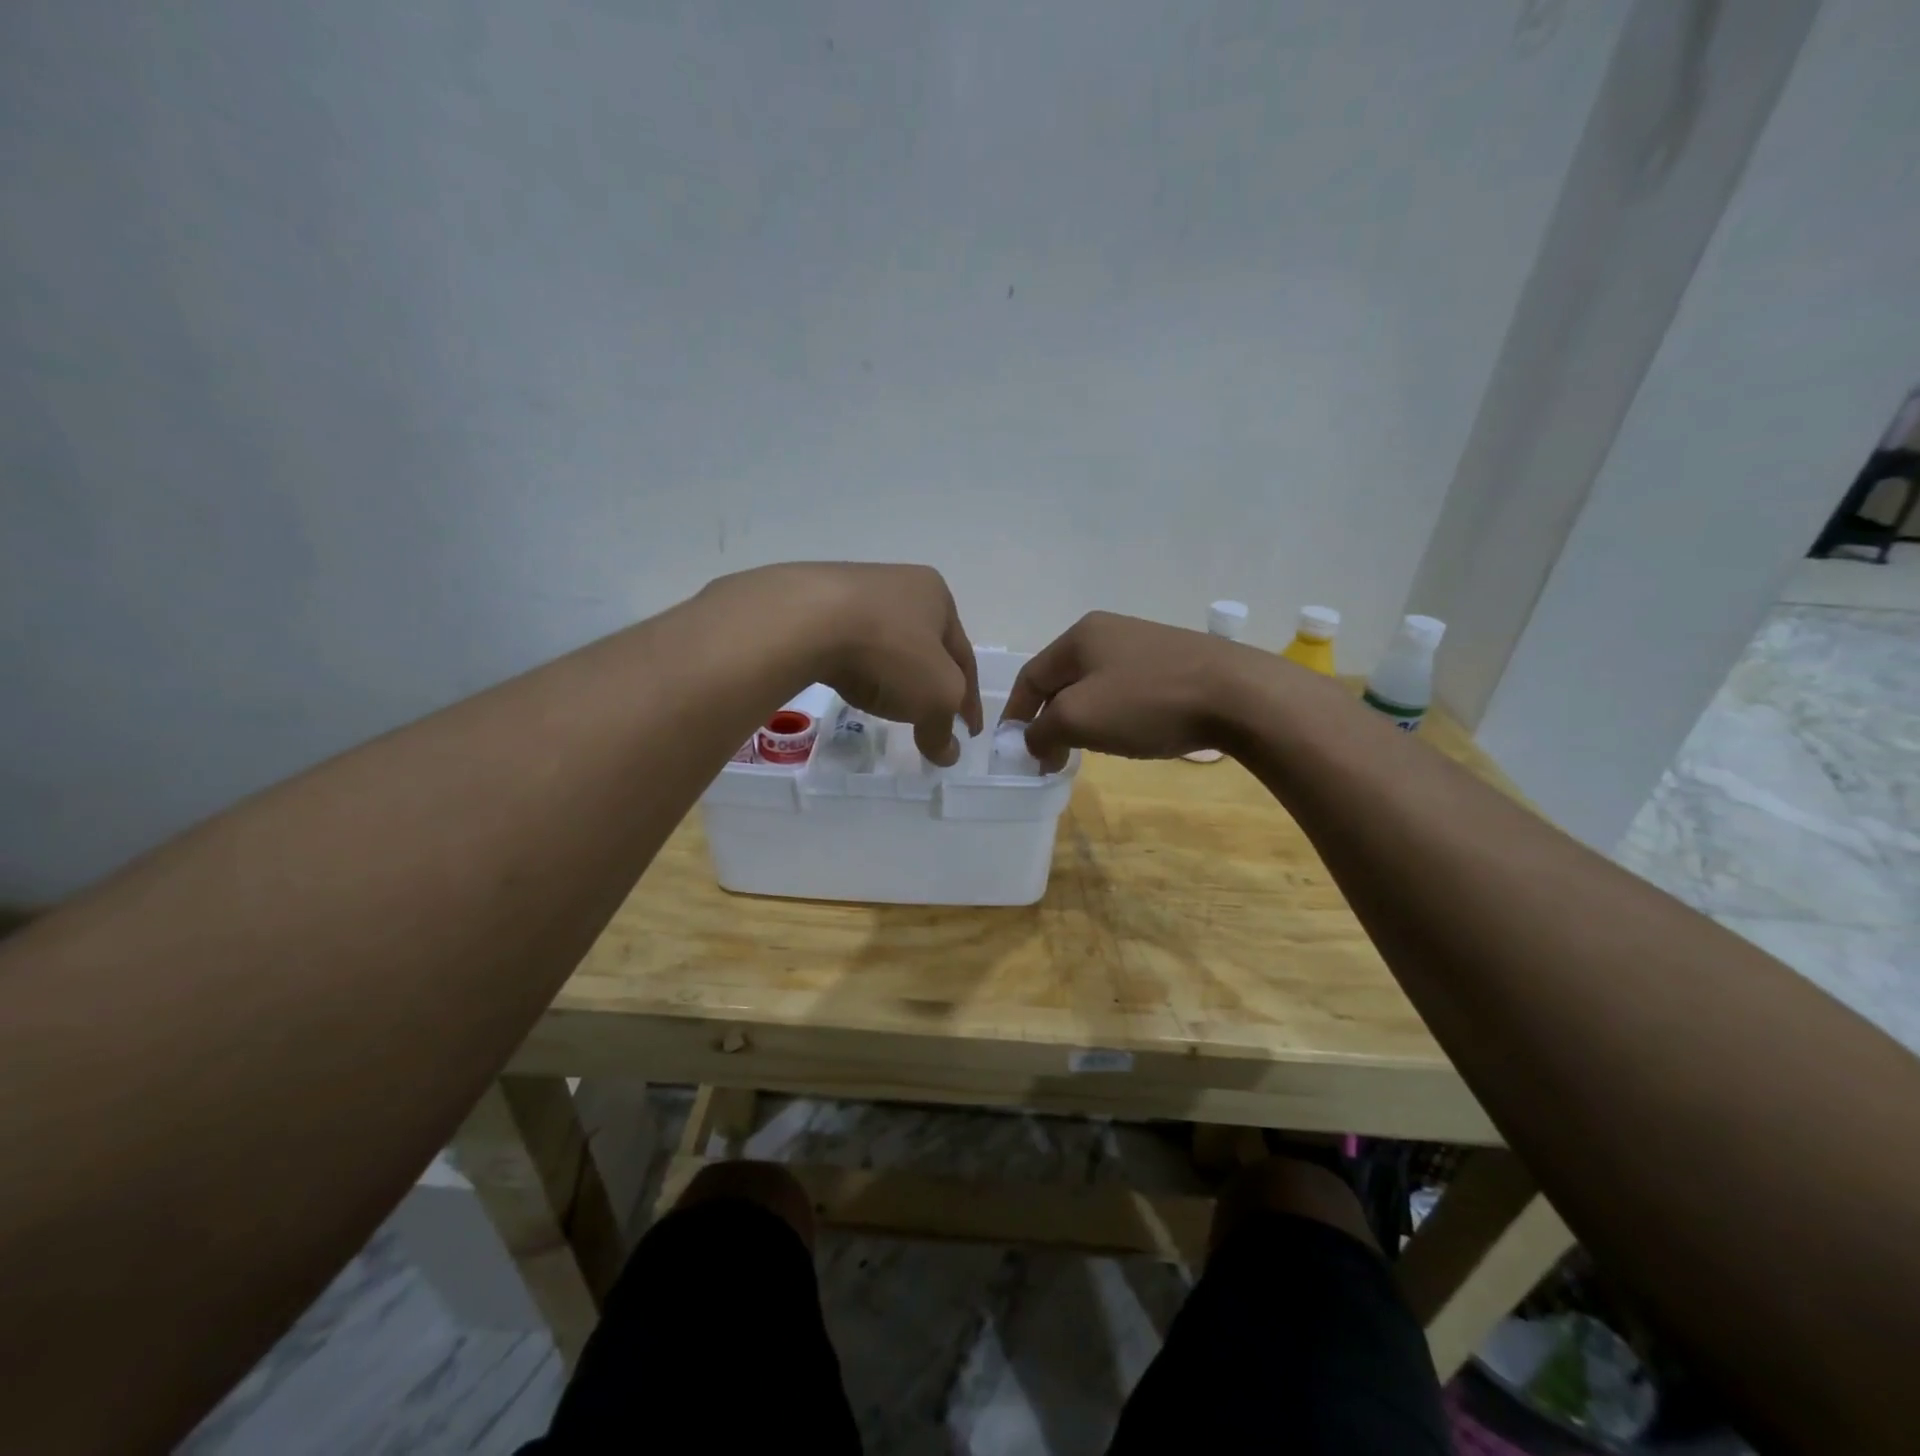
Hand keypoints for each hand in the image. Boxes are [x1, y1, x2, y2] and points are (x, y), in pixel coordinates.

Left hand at [703, 563, 982, 765]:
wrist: (805, 620)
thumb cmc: (889, 652)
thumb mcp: (935, 697)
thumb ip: (943, 728)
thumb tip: (948, 754)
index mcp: (938, 596)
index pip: (964, 658)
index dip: (969, 700)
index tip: (969, 732)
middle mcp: (900, 582)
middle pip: (925, 646)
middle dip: (931, 681)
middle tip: (930, 715)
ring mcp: (854, 588)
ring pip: (885, 641)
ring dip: (892, 672)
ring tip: (886, 702)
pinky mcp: (814, 601)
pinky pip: (848, 641)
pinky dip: (857, 665)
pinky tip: (849, 681)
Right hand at [1003, 611, 1257, 767]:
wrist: (1238, 695)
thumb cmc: (1146, 702)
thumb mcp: (1079, 718)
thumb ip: (1042, 731)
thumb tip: (1033, 742)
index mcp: (1080, 636)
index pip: (1030, 676)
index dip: (1015, 714)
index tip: (1012, 749)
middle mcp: (1109, 631)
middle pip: (1062, 680)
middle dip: (1049, 720)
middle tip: (1048, 756)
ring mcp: (1145, 644)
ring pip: (1095, 686)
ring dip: (1082, 719)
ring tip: (1085, 749)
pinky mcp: (1175, 662)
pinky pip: (1127, 690)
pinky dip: (1114, 715)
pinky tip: (1129, 734)